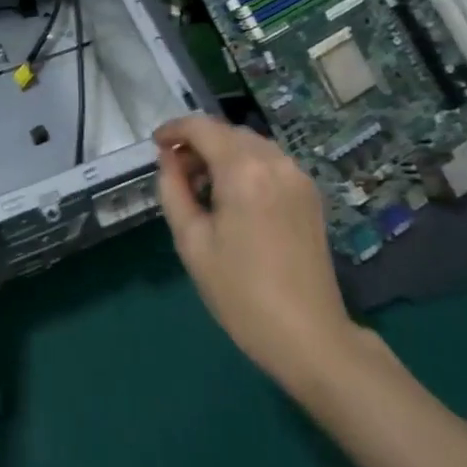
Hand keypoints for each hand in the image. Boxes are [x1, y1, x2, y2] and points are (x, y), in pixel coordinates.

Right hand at [154, 113, 366, 391]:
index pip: (201, 127)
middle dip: (197, 142)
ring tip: (202, 185)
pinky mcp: (310, 194)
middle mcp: (274, 161)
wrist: (310, 338)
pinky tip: (234, 196)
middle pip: (226, 131)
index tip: (156, 145)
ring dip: (222, 152)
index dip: (174, 129)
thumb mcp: (192, 242)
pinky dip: (246, 164)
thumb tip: (168, 159)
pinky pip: (270, 161)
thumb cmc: (242, 293)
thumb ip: (173, 189)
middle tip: (176, 171)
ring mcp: (297, 176)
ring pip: (249, 144)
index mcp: (243, 169)